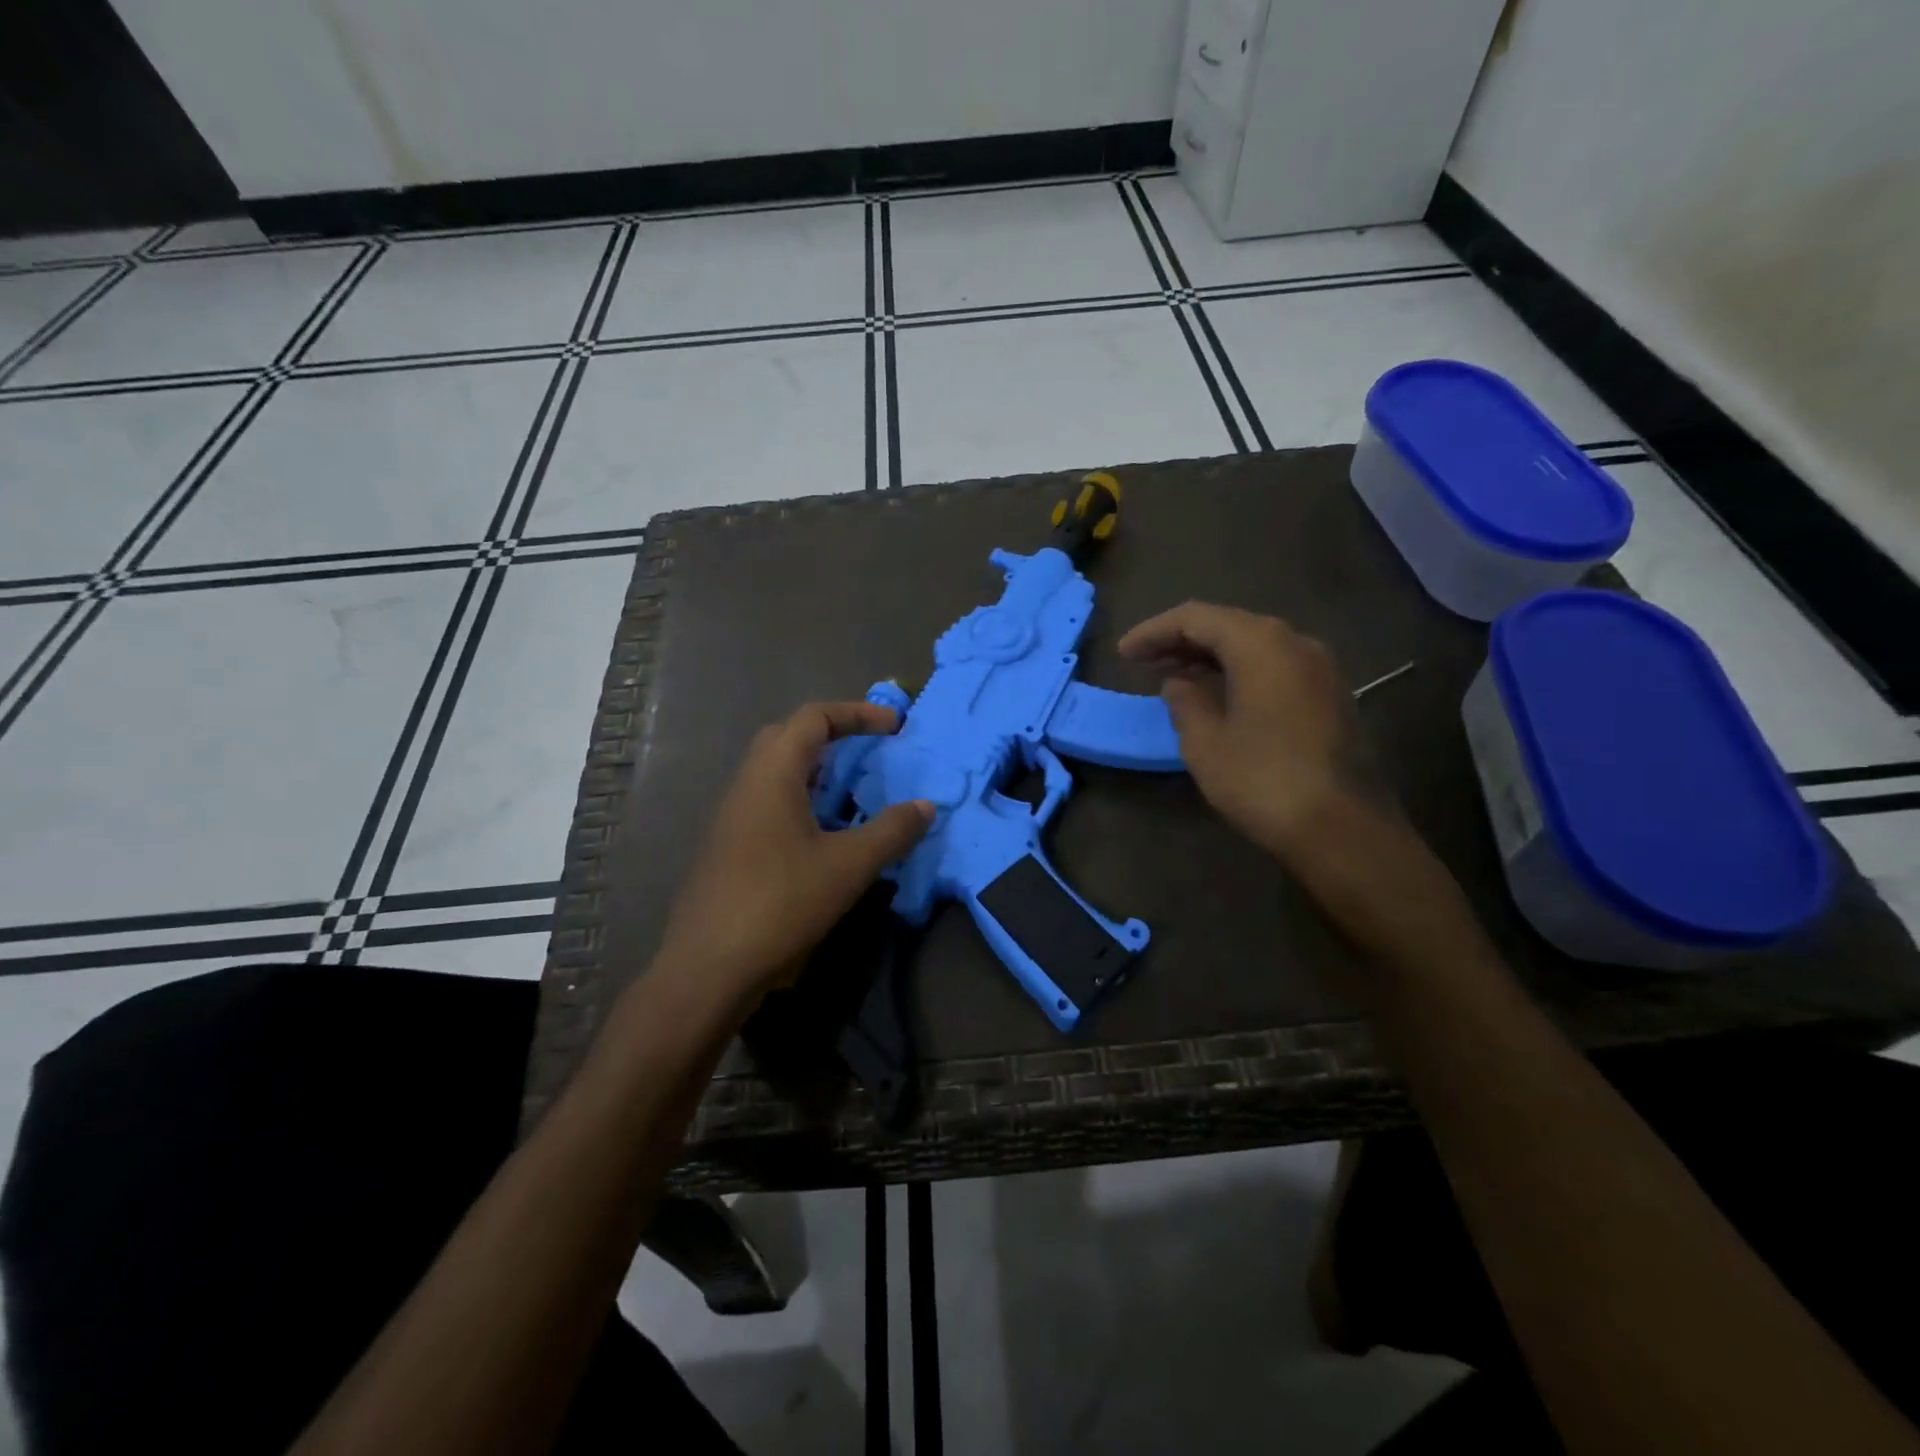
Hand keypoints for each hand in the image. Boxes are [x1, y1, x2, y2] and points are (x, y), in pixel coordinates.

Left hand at [654, 701, 932, 1003]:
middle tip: (870, 752)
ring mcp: (734, 816)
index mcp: (773, 773)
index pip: (814, 718)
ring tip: (855, 793)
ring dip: (818, 771)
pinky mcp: (731, 845)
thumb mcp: (849, 866)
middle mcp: (748, 784)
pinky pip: (771, 802)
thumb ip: (891, 831)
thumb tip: (925, 806)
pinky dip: (804, 800)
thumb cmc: (780, 903)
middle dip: (834, 735)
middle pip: (789, 737)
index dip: (857, 713)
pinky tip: (826, 835)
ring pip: (777, 772)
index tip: (894, 727)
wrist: (709, 966)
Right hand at [1118, 602, 1372, 862]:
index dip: (1154, 631)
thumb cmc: (1262, 780)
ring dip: (1209, 657)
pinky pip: (1274, 667)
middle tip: (1142, 662)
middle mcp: (1294, 642)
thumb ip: (1185, 702)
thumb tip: (1178, 683)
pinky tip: (1217, 694)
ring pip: (1253, 646)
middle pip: (1228, 625)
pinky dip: (1238, 672)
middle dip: (1181, 640)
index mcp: (1260, 644)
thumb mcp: (1205, 743)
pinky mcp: (1330, 696)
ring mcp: (1319, 668)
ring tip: (1173, 676)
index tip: (1123, 652)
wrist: (1342, 828)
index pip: (1196, 618)